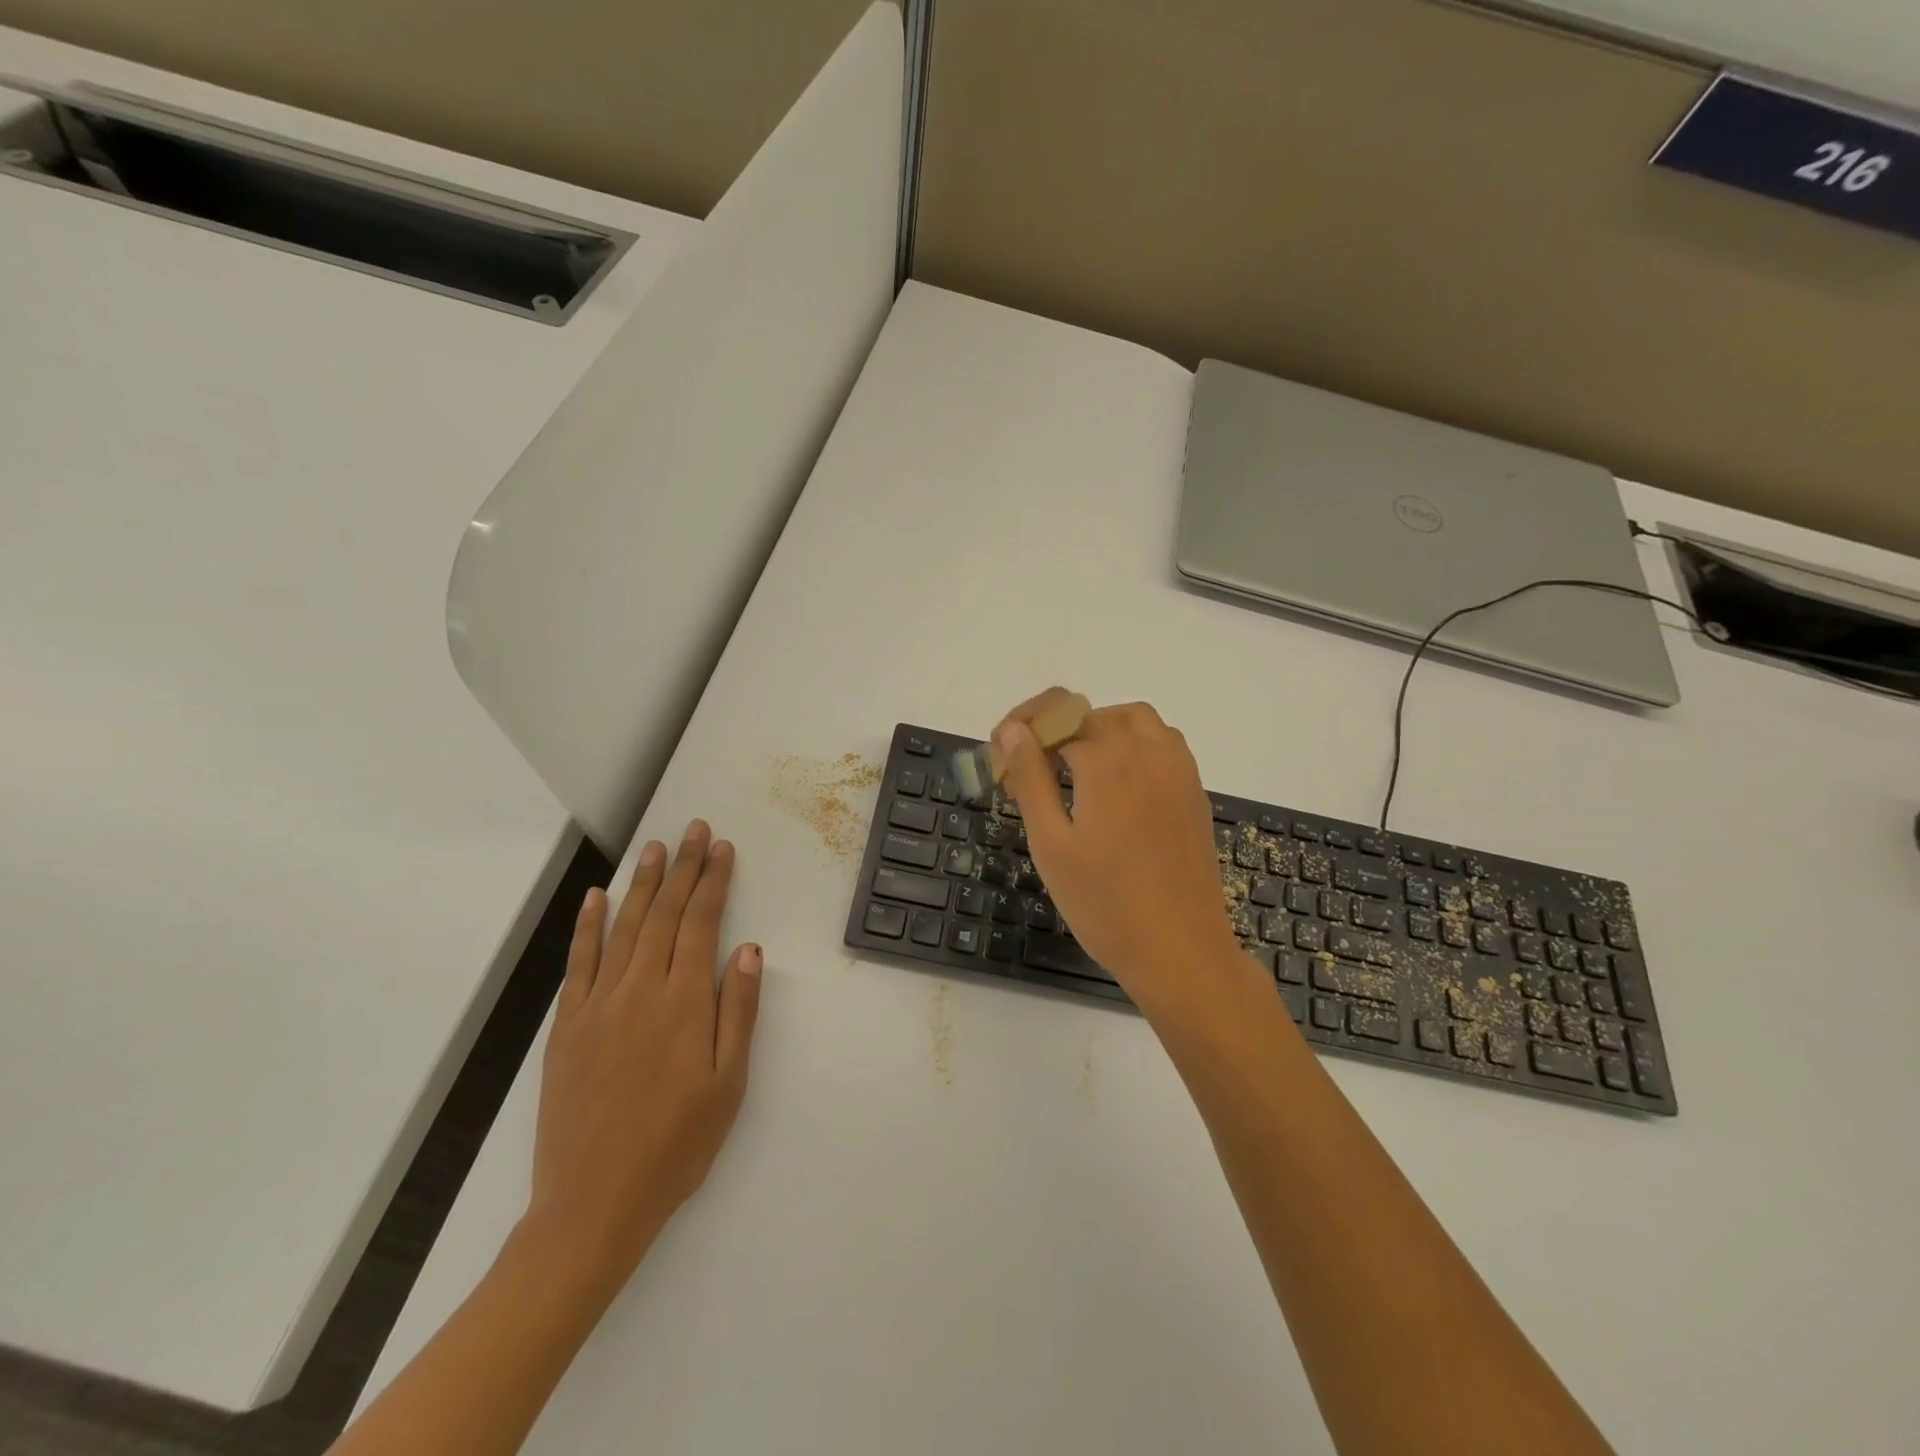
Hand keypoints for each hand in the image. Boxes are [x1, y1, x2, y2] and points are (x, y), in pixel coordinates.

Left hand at [523, 820, 761, 1296]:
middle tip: (695, 830)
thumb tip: (748, 950)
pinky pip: (578, 962)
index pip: (702, 923)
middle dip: (684, 867)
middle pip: (665, 914)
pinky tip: (594, 898)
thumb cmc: (676, 1146)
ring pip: (624, 927)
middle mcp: (640, 990)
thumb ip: (739, 1012)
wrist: (592, 1205)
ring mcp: (598, 1005)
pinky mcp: (567, 1026)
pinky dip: (587, 926)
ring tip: (655, 848)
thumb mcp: (728, 1085)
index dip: (714, 882)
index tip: (723, 849)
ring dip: (642, 883)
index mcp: (684, 1003)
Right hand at [994, 697, 1258, 1018]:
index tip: (1002, 757)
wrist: (1180, 950)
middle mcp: (1148, 752)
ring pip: (1136, 721)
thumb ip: (1030, 778)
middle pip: (1094, 715)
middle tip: (1032, 770)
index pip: (1056, 720)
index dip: (1024, 732)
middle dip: (1057, 731)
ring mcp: (1179, 770)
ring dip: (1100, 730)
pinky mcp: (1194, 792)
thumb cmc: (1104, 903)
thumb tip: (1014, 730)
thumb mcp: (1051, 843)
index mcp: (1108, 761)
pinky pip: (1163, 744)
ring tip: (1074, 769)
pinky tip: (1117, 786)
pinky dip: (1134, 745)